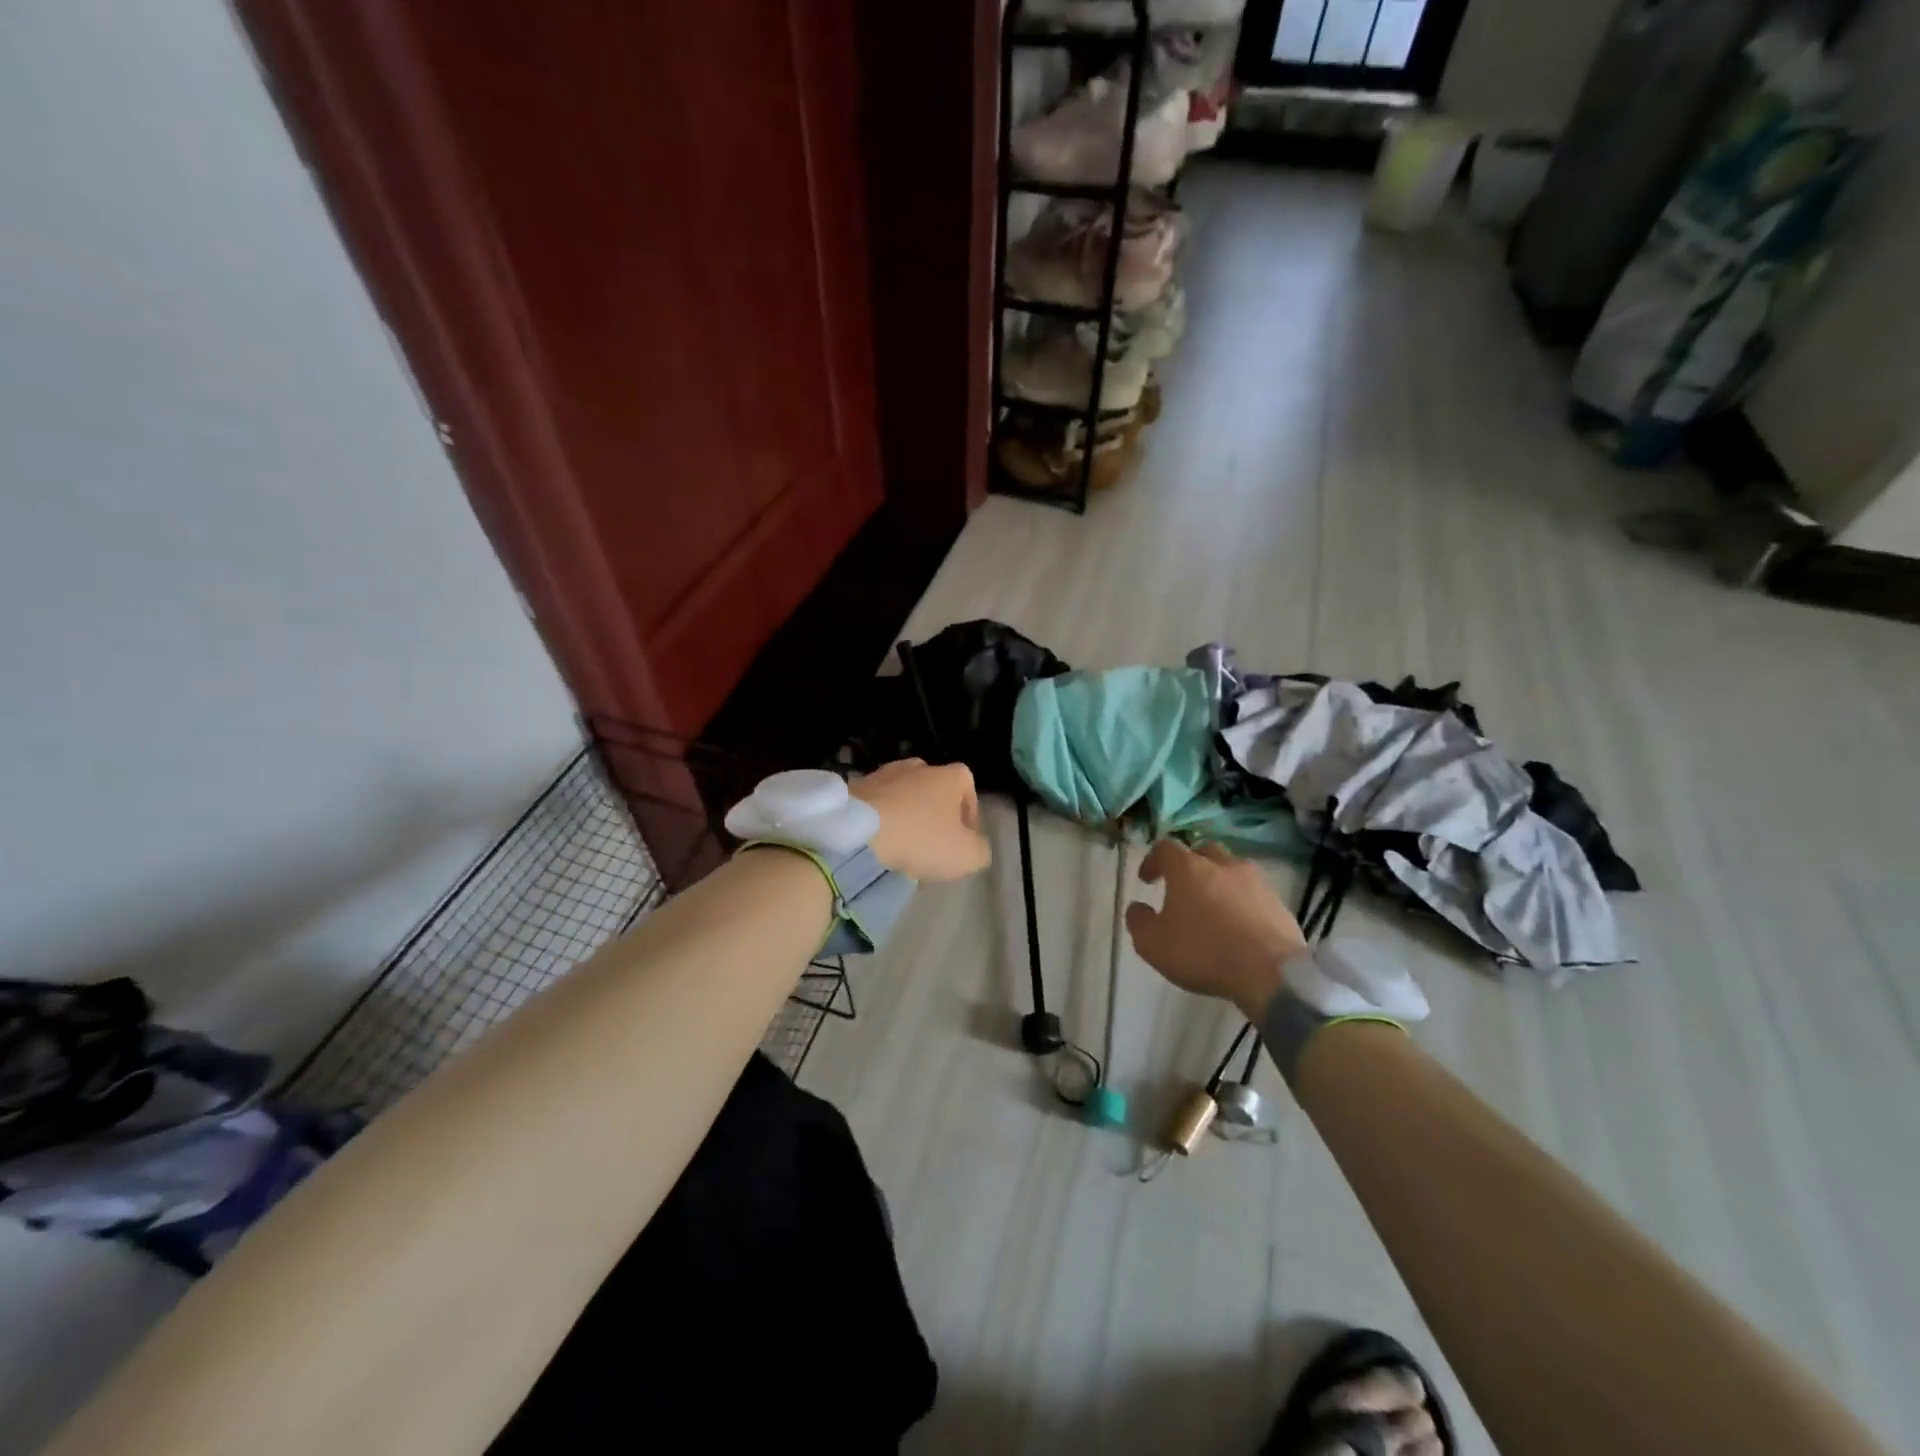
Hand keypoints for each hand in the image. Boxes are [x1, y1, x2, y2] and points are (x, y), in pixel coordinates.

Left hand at [849, 759, 990, 881]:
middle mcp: (918, 766)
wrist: (859, 833)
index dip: (969, 811)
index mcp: (949, 776)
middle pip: (934, 788)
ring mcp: (883, 773)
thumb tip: (976, 846)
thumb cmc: (921, 839)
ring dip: (906, 814)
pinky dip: (880, 817)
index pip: (968, 785)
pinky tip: (877, 840)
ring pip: (903, 794)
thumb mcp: (967, 856)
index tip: (963, 837)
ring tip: (901, 844)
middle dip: (935, 812)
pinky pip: (876, 803)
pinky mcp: (855, 787)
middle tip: (932, 843)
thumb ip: (980, 849)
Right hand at [1125, 840, 1305, 1019]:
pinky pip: (1254, 893)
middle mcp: (1222, 865)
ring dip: (1219, 882)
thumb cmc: (1203, 952)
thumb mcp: (1152, 944)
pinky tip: (1239, 925)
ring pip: (1232, 870)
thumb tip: (1137, 908)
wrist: (1270, 972)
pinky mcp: (1278, 902)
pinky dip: (1242, 901)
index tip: (1147, 879)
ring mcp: (1255, 881)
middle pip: (1203, 852)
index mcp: (1188, 868)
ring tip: (1214, 907)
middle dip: (1190, 865)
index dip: (1153, 860)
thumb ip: (1138, 921)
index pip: (1166, 848)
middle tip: (1182, 888)